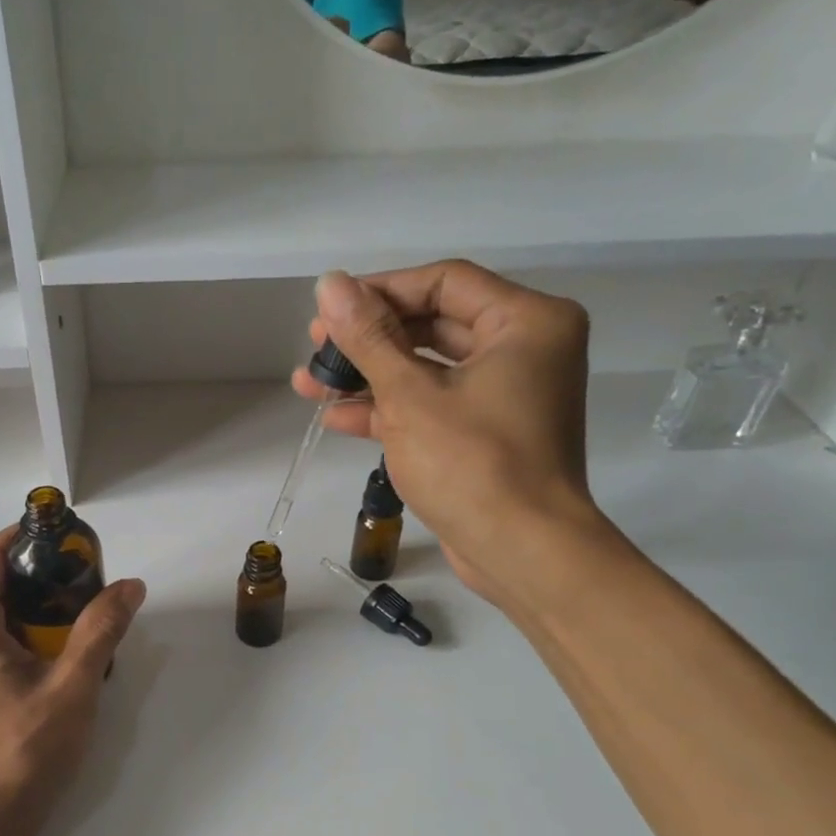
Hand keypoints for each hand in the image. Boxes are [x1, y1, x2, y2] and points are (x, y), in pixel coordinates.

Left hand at [0, 527, 145, 835]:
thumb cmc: (21, 750)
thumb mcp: (72, 686)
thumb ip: (101, 630)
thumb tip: (130, 585)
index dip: (30, 537)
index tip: (72, 540)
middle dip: (41, 576)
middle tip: (89, 585)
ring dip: (34, 609)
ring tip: (80, 622)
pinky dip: (21, 635)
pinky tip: (55, 660)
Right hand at [290, 261, 606, 609]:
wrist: (521, 552)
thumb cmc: (472, 464)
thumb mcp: (410, 395)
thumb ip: (369, 338)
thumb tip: (329, 283)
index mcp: (526, 322)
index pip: (444, 283)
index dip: (380, 291)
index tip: (329, 308)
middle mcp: (523, 349)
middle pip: (432, 325)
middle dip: (368, 340)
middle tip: (314, 346)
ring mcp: (504, 395)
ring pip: (426, 370)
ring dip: (368, 377)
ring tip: (309, 383)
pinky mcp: (485, 434)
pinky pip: (432, 406)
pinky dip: (388, 410)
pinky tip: (335, 415)